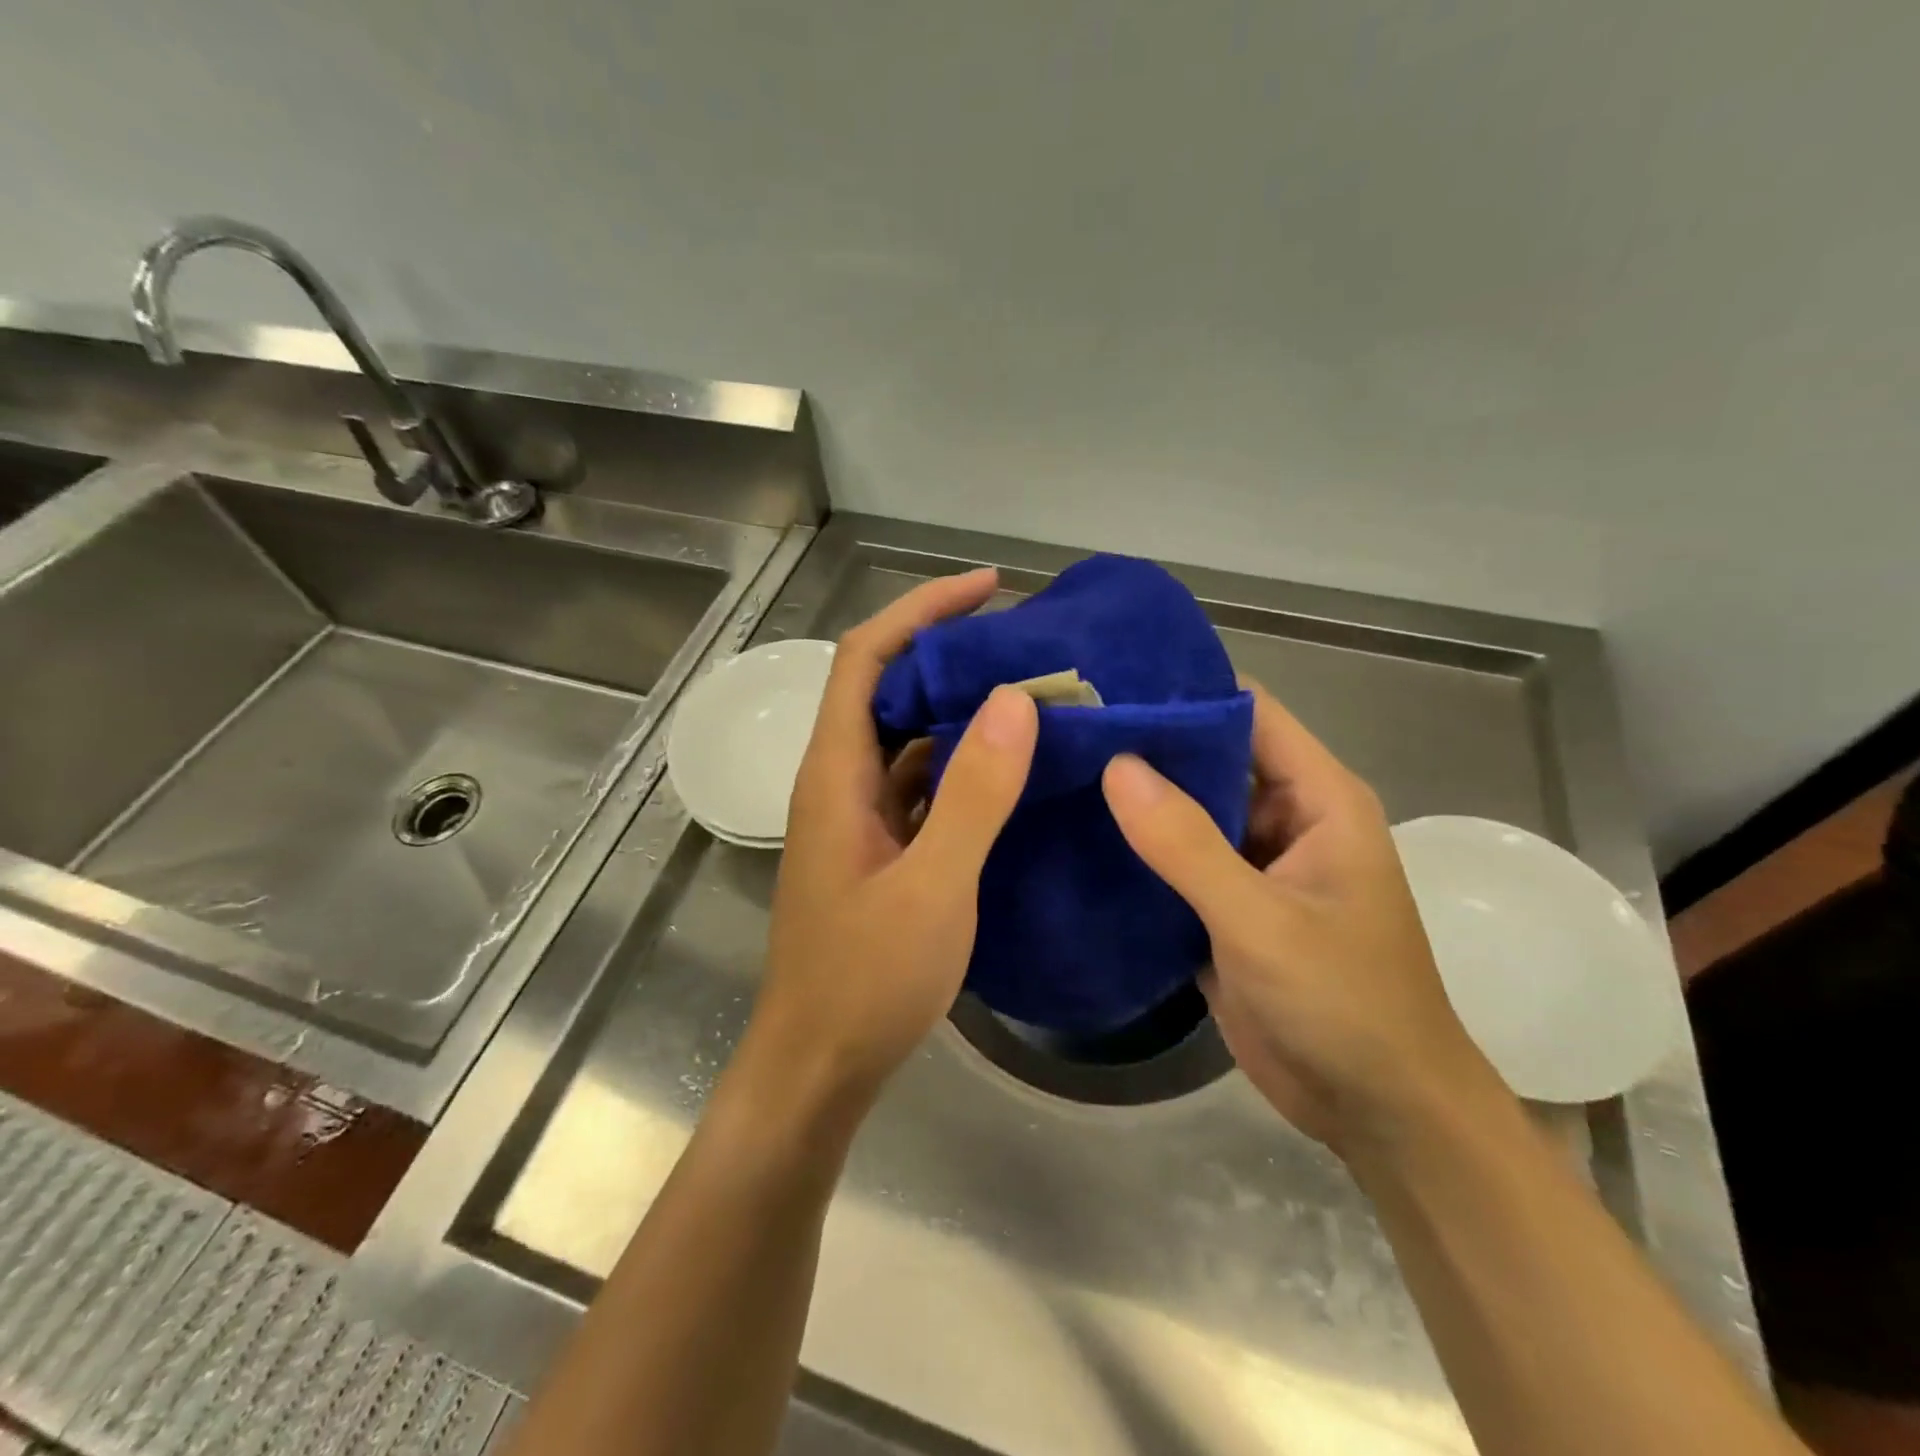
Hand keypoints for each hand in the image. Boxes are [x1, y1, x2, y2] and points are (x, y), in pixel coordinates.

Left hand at [746, 569, 1038, 1113]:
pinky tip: (1010, 769)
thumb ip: (974, 795)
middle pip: (885, 689)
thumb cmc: (866, 980)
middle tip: (1022, 642)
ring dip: (959, 711)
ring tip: (1029, 694)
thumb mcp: (932, 887)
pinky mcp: (879, 849)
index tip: (986, 588)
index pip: (866, 659)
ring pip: (907, 738)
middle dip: (947, 654)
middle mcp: (840, 782)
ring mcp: (859, 818)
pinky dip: (962, 764)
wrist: (819, 1065)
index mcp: (835, 774)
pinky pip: (921, 785)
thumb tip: (1015, 700)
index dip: (920, 612)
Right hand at [1101, 681, 1497, 1153]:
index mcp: (1317, 798)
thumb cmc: (1344, 1005)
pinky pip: (1174, 859)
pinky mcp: (1224, 905)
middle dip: (1145, 743)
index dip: (1184, 691)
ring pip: (1185, 809)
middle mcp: (1284, 817)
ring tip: (1055, 769)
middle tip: (1063, 727)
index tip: (1107, 681)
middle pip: (1208, 756)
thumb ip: (1188, 844)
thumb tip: (1115, 764)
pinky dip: (1135, 848)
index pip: (1247, 713)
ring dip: (1133, 797)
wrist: (1376, 1112)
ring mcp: (1251, 863)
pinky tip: (1075, 835)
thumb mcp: (1262, 921)